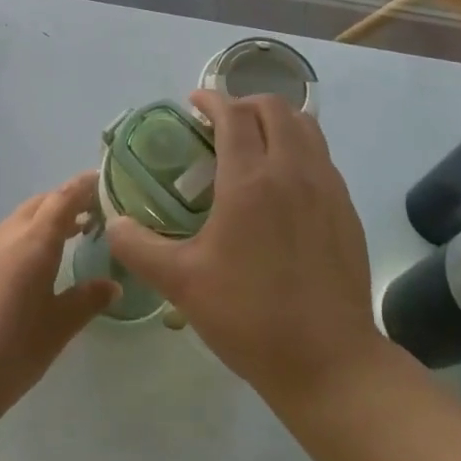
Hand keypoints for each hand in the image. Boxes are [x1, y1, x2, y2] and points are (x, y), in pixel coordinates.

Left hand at [0, 171, 118, 424]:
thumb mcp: (58, 329)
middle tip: (88, 218)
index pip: (63, 199)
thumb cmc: (11, 352)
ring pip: (13, 224)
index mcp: (33, 242)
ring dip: (38, 226)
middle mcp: (3, 236)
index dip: (83, 187)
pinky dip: (15, 245)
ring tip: (58, 246)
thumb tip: (111, 285)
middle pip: (37, 205)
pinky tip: (20, 275)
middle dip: (62, 205)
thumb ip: (87, 300)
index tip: (100, 182)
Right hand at [106, 91, 381, 407]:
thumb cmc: (248, 316)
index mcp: (250, 180)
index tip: (194, 102)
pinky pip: (322, 158)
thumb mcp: (181, 282)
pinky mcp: (347, 210)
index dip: (212, 99)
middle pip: (275, 109)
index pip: (233, 114)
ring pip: (306, 128)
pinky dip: (299, 150)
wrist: (328, 361)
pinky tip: (283, 185)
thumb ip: (138, 247)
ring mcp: (327, 188)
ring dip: (277, 122)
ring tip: (254, 144)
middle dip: (245, 103)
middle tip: (220, 124)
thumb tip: (114, 222)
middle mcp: (293, 171)